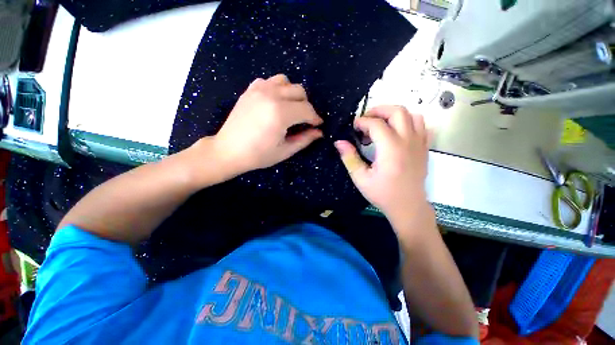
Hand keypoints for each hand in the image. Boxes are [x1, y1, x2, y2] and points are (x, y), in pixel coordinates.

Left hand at [196, 74, 322, 178]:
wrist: (228, 151)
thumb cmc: (258, 155)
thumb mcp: (285, 151)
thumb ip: (304, 139)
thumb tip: (319, 132)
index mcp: (280, 113)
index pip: (307, 109)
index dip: (315, 118)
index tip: (317, 125)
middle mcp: (271, 95)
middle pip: (299, 91)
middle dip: (306, 106)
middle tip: (304, 120)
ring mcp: (258, 90)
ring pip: (286, 81)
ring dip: (293, 94)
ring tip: (290, 109)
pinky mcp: (250, 90)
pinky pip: (270, 81)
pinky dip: (277, 89)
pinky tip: (275, 102)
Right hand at [335, 105, 430, 230]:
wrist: (408, 206)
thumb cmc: (382, 194)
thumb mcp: (360, 178)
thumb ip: (349, 158)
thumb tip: (339, 142)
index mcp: (390, 150)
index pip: (376, 124)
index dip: (362, 122)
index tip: (353, 127)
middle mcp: (408, 141)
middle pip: (397, 111)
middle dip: (379, 110)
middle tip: (366, 120)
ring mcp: (419, 143)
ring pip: (412, 115)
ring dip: (394, 114)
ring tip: (381, 124)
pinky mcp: (424, 148)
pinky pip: (421, 125)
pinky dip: (408, 122)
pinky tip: (397, 132)